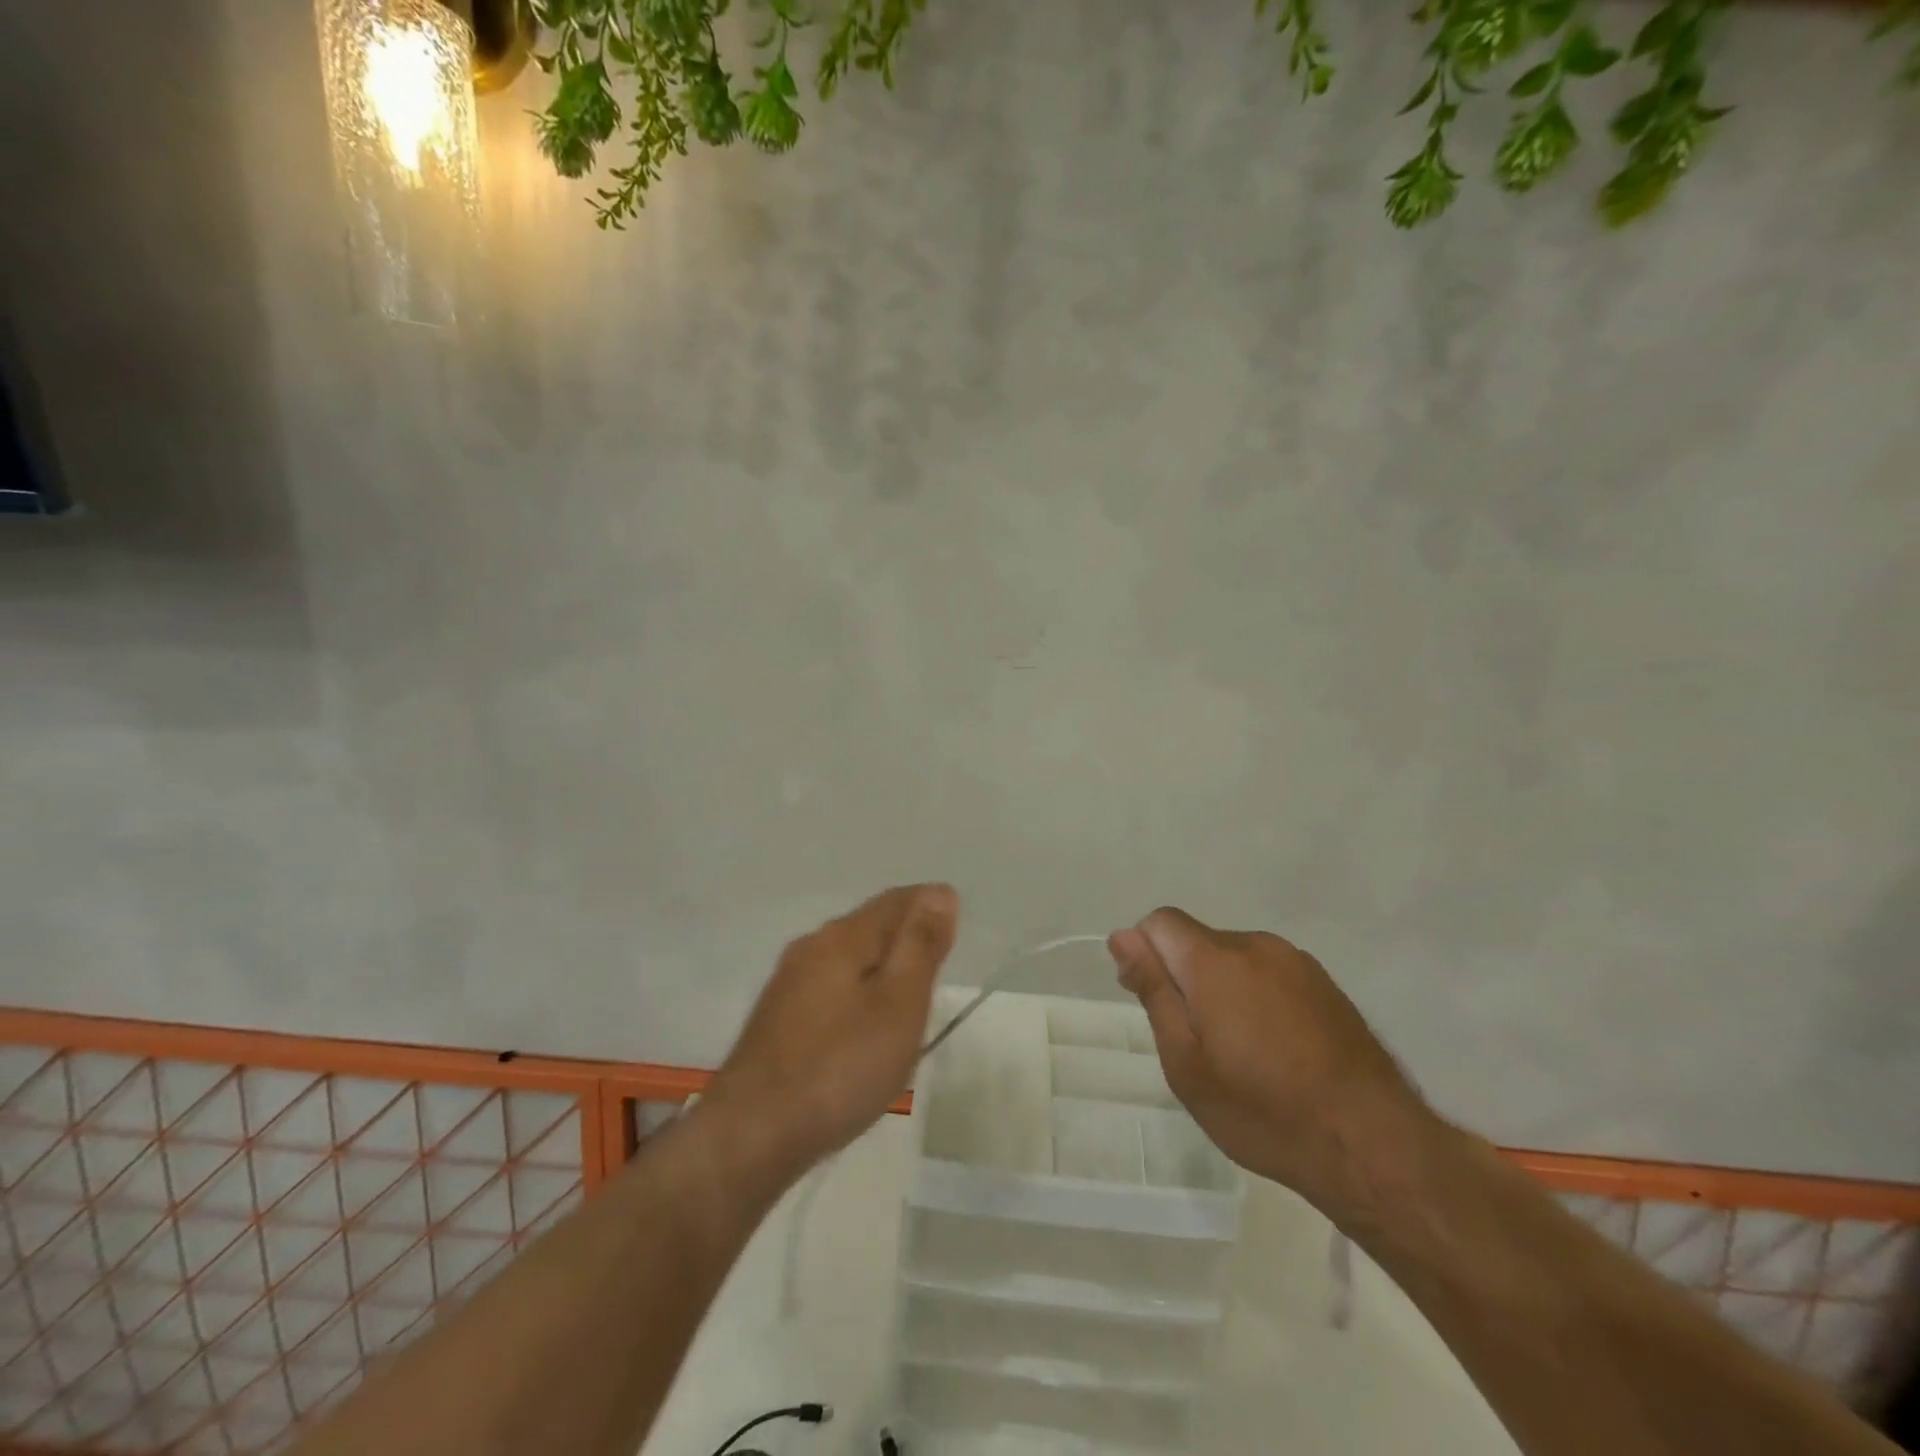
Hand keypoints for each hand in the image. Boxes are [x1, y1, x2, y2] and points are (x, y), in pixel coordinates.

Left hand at [707, 884, 958, 1178]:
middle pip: (868, 924)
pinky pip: (830, 986)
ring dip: (880, 961)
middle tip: (939, 951)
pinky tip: (864, 1019)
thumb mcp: (898, 1003)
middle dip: (904, 931)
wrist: (751, 1134)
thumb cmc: (840, 1066)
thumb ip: (920, 945)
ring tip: (909, 985)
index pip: (895, 901)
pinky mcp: (777, 1020)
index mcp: (842, 937)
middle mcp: (810, 948)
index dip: (929, 905)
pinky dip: (858, 988)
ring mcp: (788, 984)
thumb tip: (939, 893)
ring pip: (847, 956)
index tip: (956, 922)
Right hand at [1109, 908, 1432, 1215]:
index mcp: (1216, 960)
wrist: (1372, 1145)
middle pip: (1199, 941)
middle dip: (1185, 976)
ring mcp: (1298, 962)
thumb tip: (1123, 937)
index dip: (1145, 953)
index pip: (1160, 922)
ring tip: (1240, 1053)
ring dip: (1223, 987)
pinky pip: (1270, 974)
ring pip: (1236, 958)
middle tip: (1196, 1043)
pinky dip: (1258, 997)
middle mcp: (1257, 945)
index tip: (1151, 999)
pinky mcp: (1326, 984)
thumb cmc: (1263, 1110)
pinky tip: (1277, 1050)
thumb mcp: (1186, 1062)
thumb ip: (1154, 990)